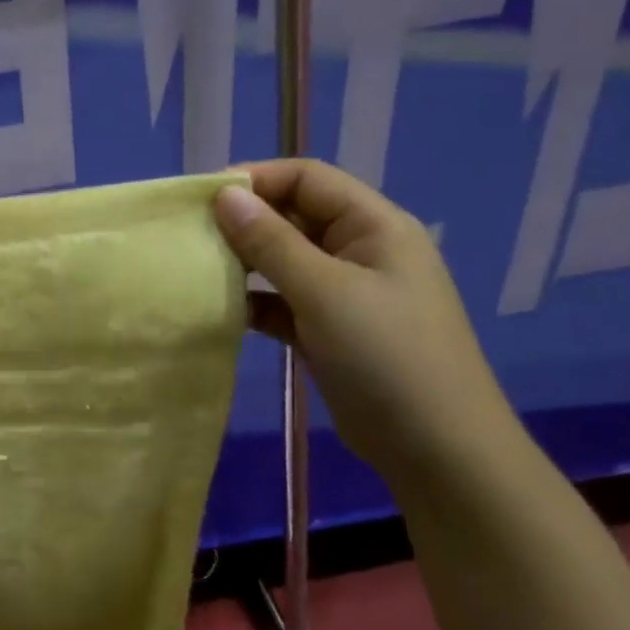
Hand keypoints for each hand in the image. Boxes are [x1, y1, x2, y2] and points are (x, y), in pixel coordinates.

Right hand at [213, 159, 519, 486]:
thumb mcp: (325, 292)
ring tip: (198, 268)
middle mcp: (360, 250)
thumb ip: (271, 242)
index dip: (257, 179)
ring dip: (245, 262)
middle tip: (192, 234)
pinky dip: (255, 301)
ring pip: (285, 260)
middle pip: (294, 216)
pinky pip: (283, 300)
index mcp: (374, 226)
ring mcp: (345, 292)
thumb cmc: (386, 356)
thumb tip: (224, 195)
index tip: (202, 198)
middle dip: (245, 221)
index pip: (308, 178)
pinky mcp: (329, 329)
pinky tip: (222, 309)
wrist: (437, 451)